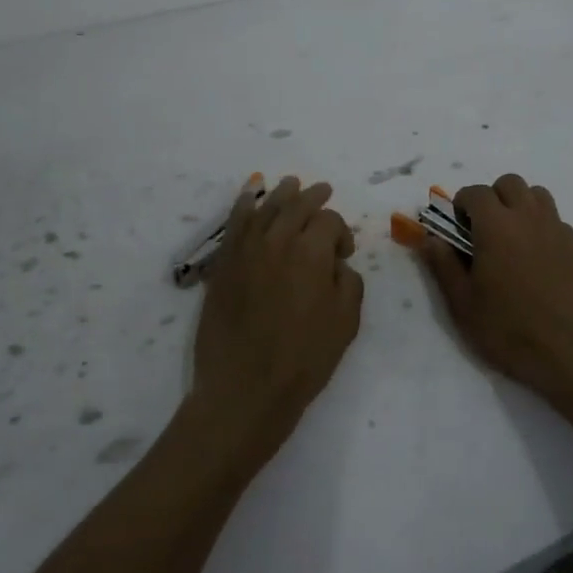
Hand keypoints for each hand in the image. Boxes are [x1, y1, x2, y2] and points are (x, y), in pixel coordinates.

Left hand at [188, 176, 363, 471]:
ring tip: (291, 184)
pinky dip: (244, 204)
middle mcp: (277, 240)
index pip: (329, 221)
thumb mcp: (346, 321)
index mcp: (311, 251)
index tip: (344, 254)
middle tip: (324, 191)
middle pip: (297, 205)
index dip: (341, 233)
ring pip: (265, 207)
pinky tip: (249, 195)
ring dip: (282, 194)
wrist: (245, 388)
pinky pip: (235, 224)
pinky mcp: (223, 264)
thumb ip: (349, 281)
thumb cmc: (304, 358)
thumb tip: (336, 264)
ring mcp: (246, 250)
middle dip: (314, 197)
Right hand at [420, 174, 572, 409]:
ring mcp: (560, 231)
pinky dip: (544, 231)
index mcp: (497, 226)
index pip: (476, 192)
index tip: (458, 227)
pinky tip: (541, 264)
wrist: (571, 354)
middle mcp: (530, 218)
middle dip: (494, 198)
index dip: (462, 204)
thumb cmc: (508, 329)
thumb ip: (443, 265)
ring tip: (514, 240)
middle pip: (510, 183)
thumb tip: (430, 238)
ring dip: (522, 207)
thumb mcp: (463, 303)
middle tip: (485, 229)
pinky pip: (559, 224)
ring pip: (539, 197)